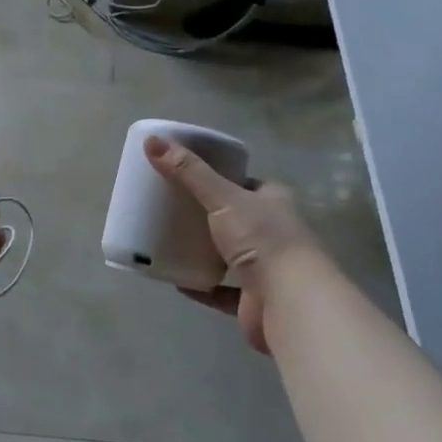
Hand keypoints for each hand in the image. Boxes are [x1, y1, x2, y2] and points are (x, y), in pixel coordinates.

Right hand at [145, 136, 322, 353]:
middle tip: (171, 208)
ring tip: (169, 240)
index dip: (222, 178)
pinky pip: (220, 290)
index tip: (190, 176)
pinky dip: (200, 285)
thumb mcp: (222, 198)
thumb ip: (188, 172)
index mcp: (273, 202)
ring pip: (228, 255)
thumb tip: (151, 140)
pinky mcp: (253, 300)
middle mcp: (273, 233)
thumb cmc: (262, 239)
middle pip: (235, 218)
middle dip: (208, 215)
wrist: (289, 301)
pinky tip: (175, 279)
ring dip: (204, 251)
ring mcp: (265, 269)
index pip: (246, 184)